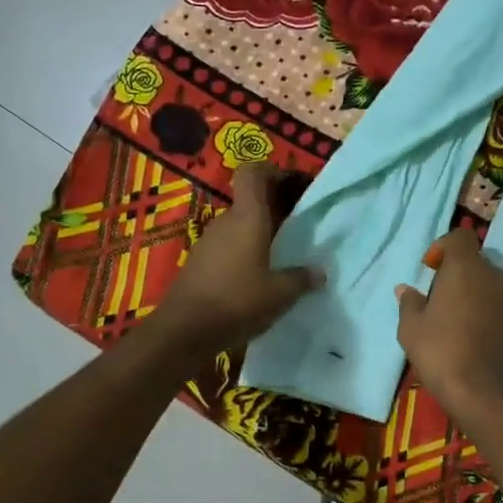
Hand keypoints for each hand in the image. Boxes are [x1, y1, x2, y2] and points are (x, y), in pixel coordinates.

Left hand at [158, 163, 320, 353]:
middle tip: (301, 226)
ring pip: (240, 225)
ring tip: (285, 254)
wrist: (183, 332)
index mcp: (248, 217)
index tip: (293, 184)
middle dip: (276, 208)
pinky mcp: (199, 263)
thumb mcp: (280, 293)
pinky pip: (229, 246)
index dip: (272, 171)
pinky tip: (260, 276)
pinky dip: (246, 252)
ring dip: (261, 233)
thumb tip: (320, 273)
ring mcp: (209, 242)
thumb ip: (302, 279)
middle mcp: (226, 222)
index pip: (253, 173)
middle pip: (251, 201)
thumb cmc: (237, 301)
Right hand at [395, 228, 502, 425]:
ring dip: (470, 289)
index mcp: (466, 267)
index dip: (443, 247)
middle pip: (473, 258)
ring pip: (486, 279)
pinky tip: (468, 331)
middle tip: (436, 297)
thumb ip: (409, 302)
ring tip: (451, 317)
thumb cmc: (441, 352)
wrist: (483, 392)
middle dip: (455, 270)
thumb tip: (406, 289)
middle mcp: (492, 274)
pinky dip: (482, 305)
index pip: (460, 236)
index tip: (430, 270)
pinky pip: (496, 299)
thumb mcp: (411, 328)